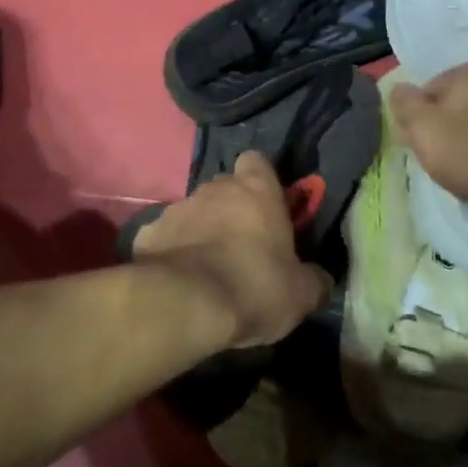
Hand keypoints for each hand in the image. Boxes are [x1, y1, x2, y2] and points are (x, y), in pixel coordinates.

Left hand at [132, 151, 332, 348]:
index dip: (263, 181)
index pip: (258, 161)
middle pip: (225, 188)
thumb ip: (314, 279)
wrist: (184, 305)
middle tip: (242, 246)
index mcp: (256, 190)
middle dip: (232, 209)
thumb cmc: (253, 287)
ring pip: (193, 211)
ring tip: (208, 268)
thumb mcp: (301, 294)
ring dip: (201, 231)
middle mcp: (214, 188)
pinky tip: (178, 280)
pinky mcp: (146, 233)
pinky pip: (166, 237)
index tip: (269, 208)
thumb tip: (321, 278)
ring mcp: (176, 208)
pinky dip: (172, 251)